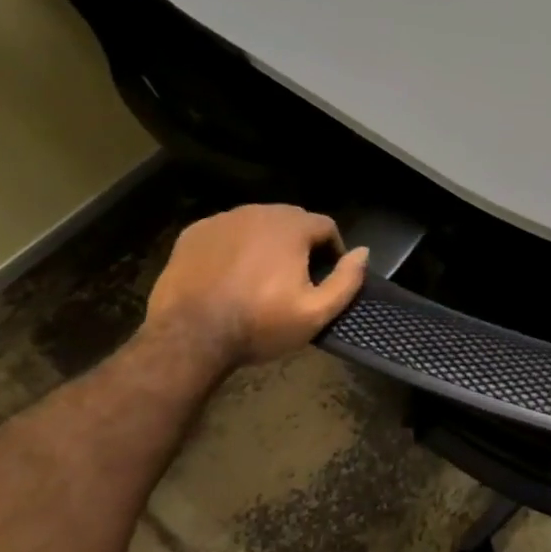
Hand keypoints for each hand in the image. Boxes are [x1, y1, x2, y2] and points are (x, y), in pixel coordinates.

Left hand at [144, 205, 368, 366]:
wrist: (187, 339)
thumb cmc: (258, 325)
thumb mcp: (315, 313)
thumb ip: (347, 280)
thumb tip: (363, 252)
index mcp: (291, 227)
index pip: (325, 226)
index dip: (332, 251)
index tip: (325, 276)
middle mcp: (258, 212)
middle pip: (291, 220)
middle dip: (299, 244)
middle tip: (295, 278)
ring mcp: (222, 220)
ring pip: (258, 224)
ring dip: (267, 242)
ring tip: (262, 276)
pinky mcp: (194, 234)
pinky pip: (227, 232)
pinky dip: (235, 246)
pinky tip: (230, 274)